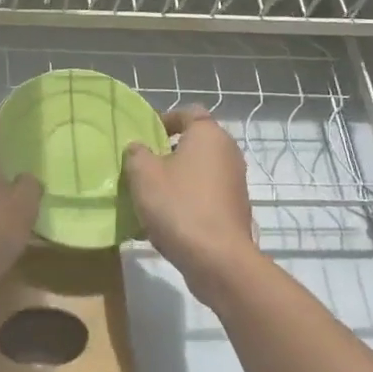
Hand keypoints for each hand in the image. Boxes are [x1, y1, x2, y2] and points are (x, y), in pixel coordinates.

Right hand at [123, 107, 259, 294]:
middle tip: (143, 165)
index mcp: (208, 134)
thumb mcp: (143, 174)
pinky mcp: (235, 209)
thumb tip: (139, 148)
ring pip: (199, 170)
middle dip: (168, 151)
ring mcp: (235, 182)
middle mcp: (228, 153)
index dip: (165, 119)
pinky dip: (188, 199)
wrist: (217, 259)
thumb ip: (137, 153)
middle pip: (195, 142)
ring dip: (177, 178)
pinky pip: (206, 194)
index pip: (188, 112)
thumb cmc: (178, 206)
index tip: (145, 135)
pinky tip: (167, 218)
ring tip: (151, 194)